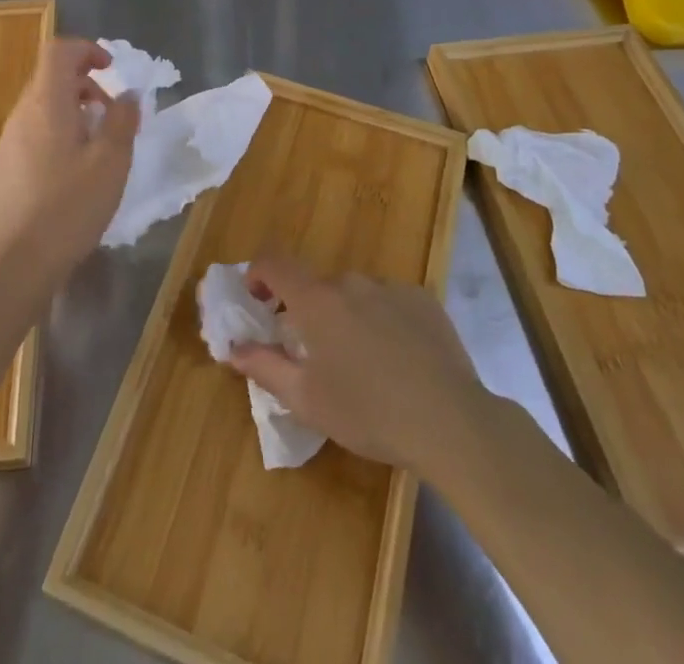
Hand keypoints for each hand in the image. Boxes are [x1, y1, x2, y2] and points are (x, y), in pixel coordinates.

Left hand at [0, 38, 138, 292]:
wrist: (13, 264)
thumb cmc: (69, 206)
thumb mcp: (111, 162)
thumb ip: (122, 121)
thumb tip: (127, 95)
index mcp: (47, 103)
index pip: (59, 51)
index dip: (87, 50)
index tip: (111, 69)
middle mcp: (21, 115)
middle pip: (51, 79)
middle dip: (86, 87)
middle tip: (113, 117)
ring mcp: (6, 143)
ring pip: (43, 110)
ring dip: (73, 114)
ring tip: (98, 150)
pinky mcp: (1, 170)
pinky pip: (33, 136)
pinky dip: (57, 138)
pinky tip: (72, 178)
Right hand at [227, 253, 486, 470]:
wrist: (451, 421)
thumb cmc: (368, 412)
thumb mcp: (307, 400)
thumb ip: (264, 366)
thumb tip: (232, 348)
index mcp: (317, 300)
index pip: (274, 262)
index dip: (258, 274)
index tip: (258, 300)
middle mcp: (351, 282)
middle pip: (318, 286)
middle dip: (309, 312)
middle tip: (316, 355)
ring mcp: (391, 287)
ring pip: (356, 295)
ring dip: (348, 317)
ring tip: (363, 365)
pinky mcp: (424, 300)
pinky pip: (390, 302)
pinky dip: (383, 321)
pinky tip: (399, 361)